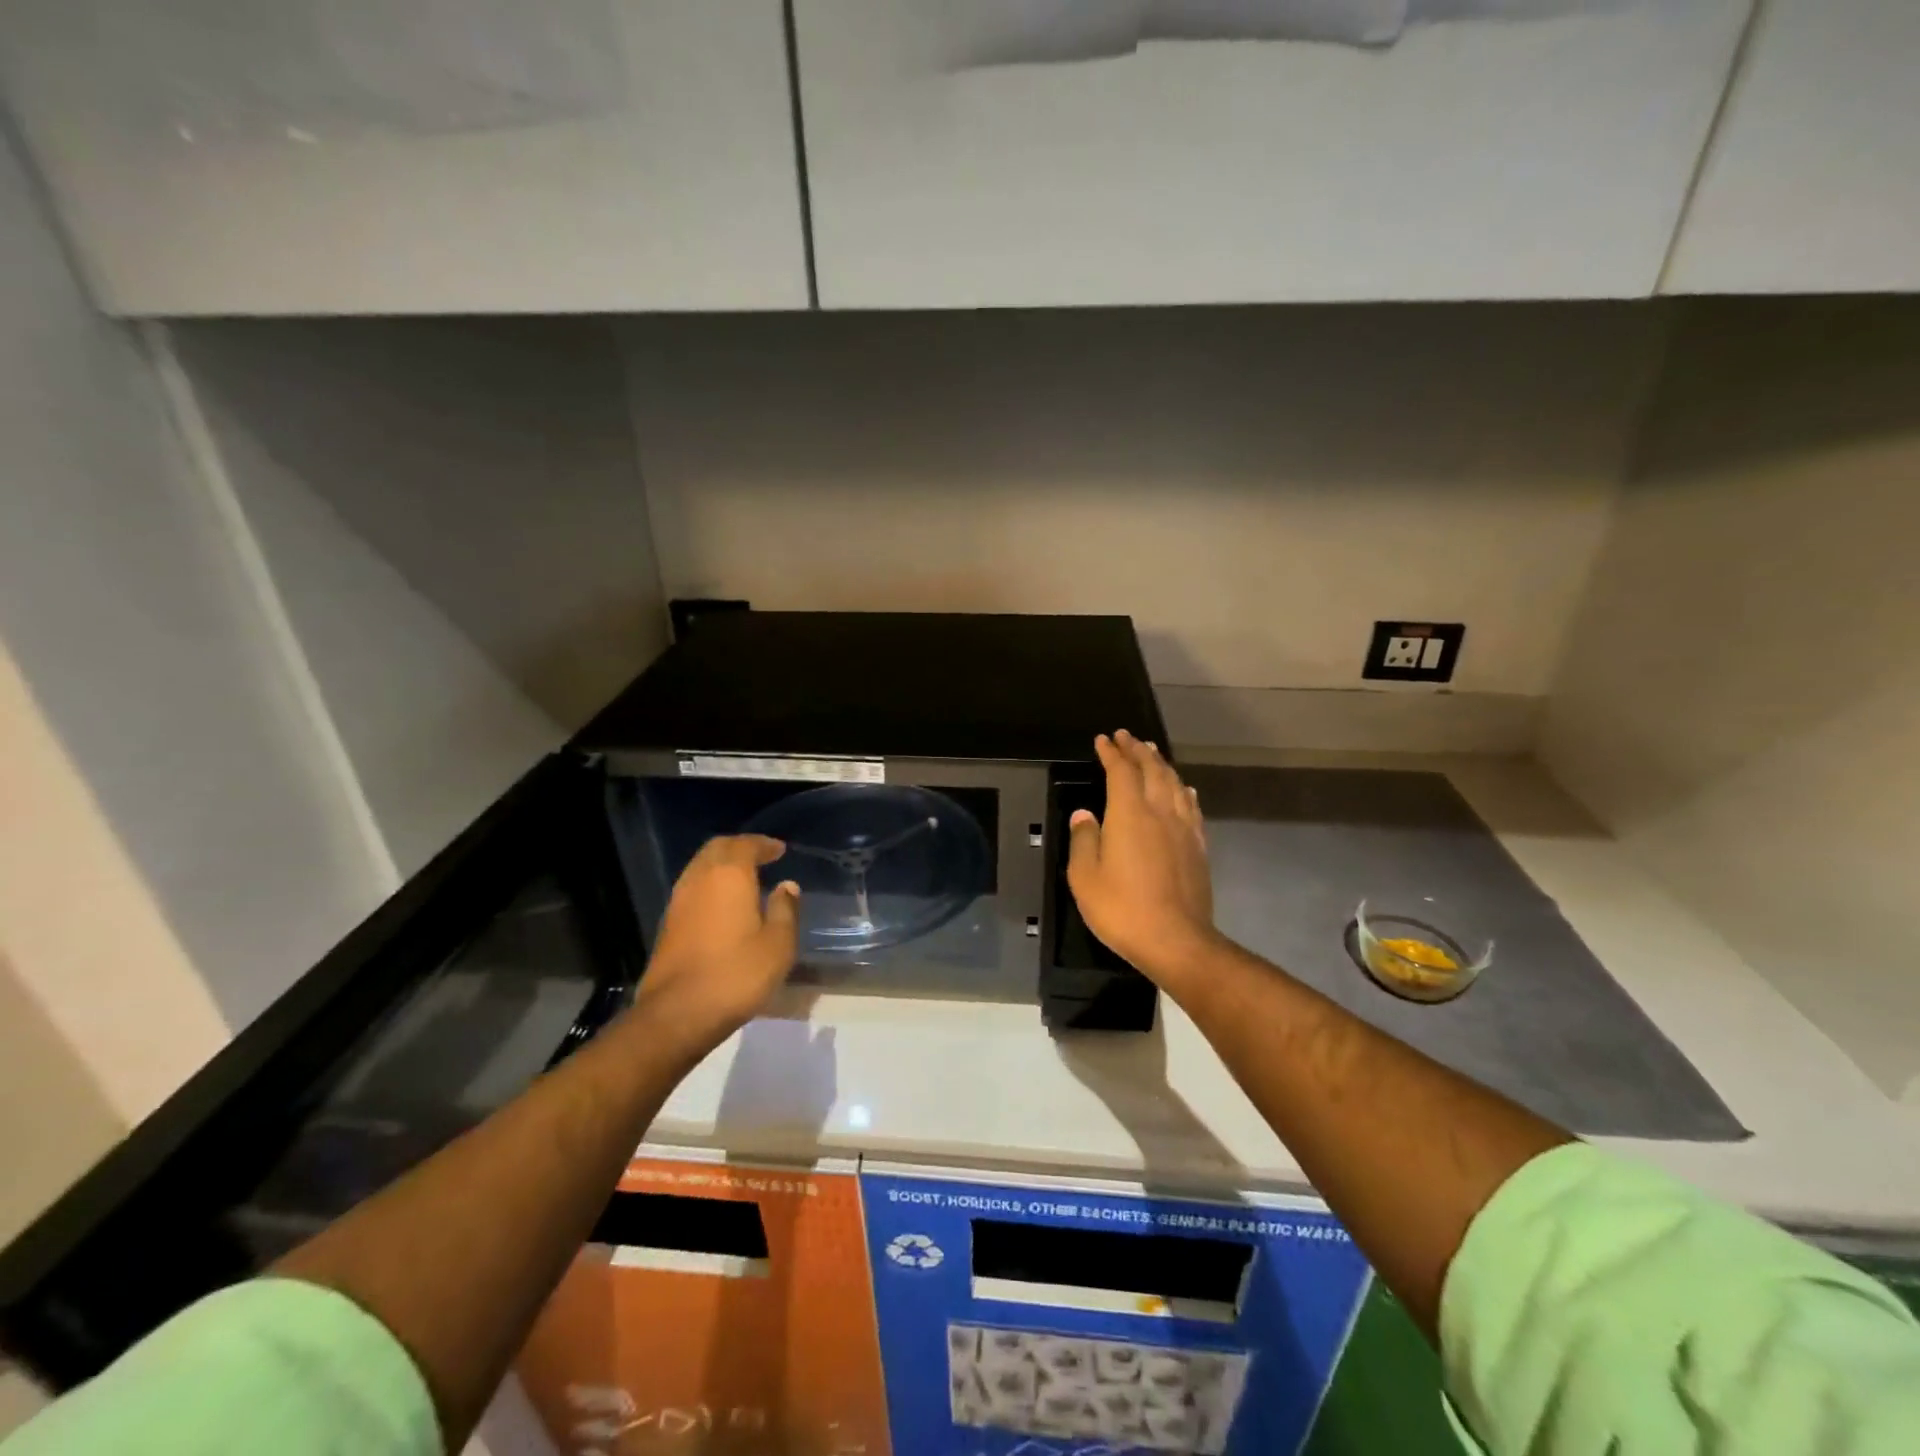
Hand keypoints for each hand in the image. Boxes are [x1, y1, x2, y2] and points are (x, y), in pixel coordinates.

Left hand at [632, 835, 799, 1051]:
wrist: (678, 1014)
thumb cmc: (737, 974)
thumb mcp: (778, 944)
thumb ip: (785, 909)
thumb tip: (787, 886)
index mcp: (729, 876)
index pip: (746, 845)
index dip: (764, 844)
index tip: (779, 850)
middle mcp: (699, 879)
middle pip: (717, 849)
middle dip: (739, 848)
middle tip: (761, 856)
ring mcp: (679, 901)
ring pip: (700, 867)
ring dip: (722, 865)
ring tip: (744, 878)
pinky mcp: (668, 924)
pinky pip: (692, 888)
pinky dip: (710, 885)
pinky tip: (723, 903)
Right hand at [1066, 731, 1215, 984]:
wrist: (1176, 940)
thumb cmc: (1122, 908)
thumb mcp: (1085, 876)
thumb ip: (1084, 839)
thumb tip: (1084, 814)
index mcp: (1129, 814)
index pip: (1121, 771)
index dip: (1111, 753)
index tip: (1102, 740)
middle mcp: (1160, 812)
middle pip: (1152, 770)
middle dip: (1137, 750)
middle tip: (1126, 737)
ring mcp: (1184, 828)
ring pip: (1175, 784)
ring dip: (1161, 764)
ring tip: (1152, 753)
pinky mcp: (1199, 847)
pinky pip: (1191, 807)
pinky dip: (1183, 790)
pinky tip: (1184, 789)